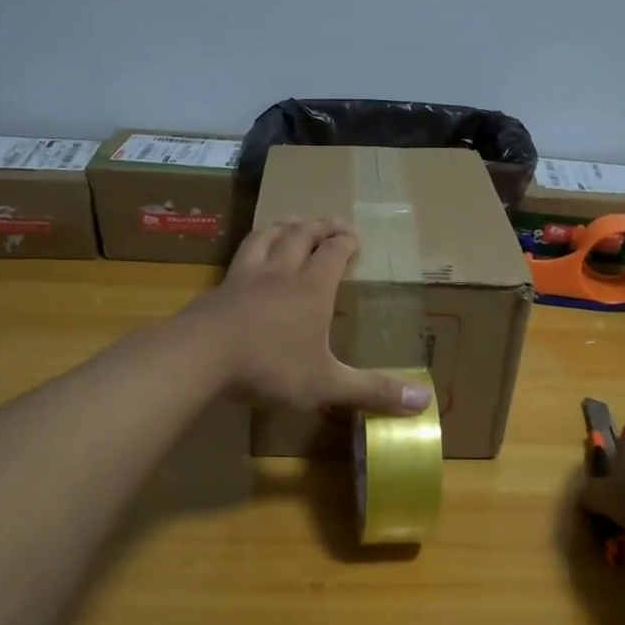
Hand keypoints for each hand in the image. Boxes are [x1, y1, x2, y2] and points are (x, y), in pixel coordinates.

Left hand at [187, 219, 432, 415]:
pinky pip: (239, 258)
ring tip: (292, 222)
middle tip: (331, 223)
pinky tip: (248, 259)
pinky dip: (251, 249)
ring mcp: (246, 278)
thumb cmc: (270, 368)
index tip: (355, 236)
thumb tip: (424, 402)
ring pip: (266, 238)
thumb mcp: (326, 384)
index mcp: (312, 290)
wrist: (200, 357)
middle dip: (319, 226)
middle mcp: (281, 274)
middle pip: (301, 236)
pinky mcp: (219, 289)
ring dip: (283, 226)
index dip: (346, 241)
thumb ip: (372, 391)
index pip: (333, 253)